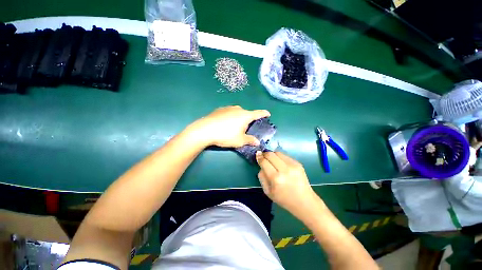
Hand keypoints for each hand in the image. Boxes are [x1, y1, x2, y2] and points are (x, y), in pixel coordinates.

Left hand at [189, 106, 270, 147]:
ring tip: (234, 127)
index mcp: (245, 115)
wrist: (205, 130)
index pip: (258, 113)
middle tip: (246, 128)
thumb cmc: (226, 135)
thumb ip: (250, 140)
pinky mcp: (219, 109)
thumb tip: (257, 142)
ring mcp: (228, 108)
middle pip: (247, 113)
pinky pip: (229, 113)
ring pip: (237, 112)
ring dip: (239, 118)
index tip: (268, 114)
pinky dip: (230, 117)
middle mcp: (238, 109)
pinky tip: (225, 124)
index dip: (264, 113)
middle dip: (248, 120)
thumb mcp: (240, 140)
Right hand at [256, 151, 317, 216]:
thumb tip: (261, 165)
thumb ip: (262, 177)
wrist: (304, 201)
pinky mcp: (298, 163)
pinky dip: (280, 157)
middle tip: (263, 156)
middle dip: (265, 154)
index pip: (264, 162)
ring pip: (278, 153)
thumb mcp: (267, 192)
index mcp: (276, 178)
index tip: (257, 154)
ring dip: (272, 154)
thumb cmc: (284, 199)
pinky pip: (285, 156)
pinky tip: (280, 163)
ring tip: (271, 159)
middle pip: (271, 154)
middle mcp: (284, 169)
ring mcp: (293, 165)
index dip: (259, 157)